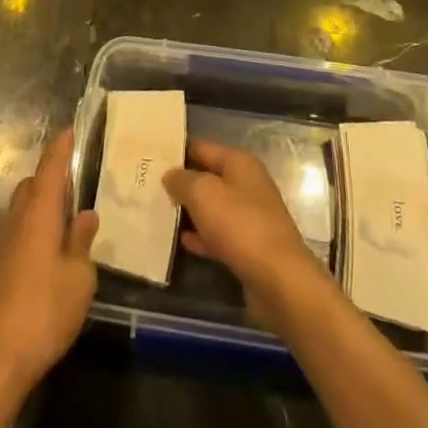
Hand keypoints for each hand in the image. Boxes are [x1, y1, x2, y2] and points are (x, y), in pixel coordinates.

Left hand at [0, 128, 98, 402]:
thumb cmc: (42, 313)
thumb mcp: (79, 279)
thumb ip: (82, 243)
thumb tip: (85, 216)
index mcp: (39, 213)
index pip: (50, 167)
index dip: (61, 147)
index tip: (71, 130)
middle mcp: (16, 220)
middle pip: (32, 184)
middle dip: (51, 177)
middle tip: (77, 181)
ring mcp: (0, 245)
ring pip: (21, 208)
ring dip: (41, 204)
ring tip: (66, 217)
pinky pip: (16, 231)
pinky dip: (32, 228)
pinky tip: (48, 252)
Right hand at [162, 139, 326, 327]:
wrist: (279, 280)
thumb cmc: (240, 225)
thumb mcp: (203, 193)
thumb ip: (183, 180)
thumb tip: (170, 175)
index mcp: (240, 163)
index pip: (202, 147)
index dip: (177, 150)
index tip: (150, 156)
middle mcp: (247, 185)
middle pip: (208, 177)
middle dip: (182, 182)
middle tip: (148, 185)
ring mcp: (250, 217)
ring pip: (213, 207)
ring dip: (190, 210)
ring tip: (158, 212)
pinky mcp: (249, 247)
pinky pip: (219, 235)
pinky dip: (201, 236)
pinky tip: (181, 241)